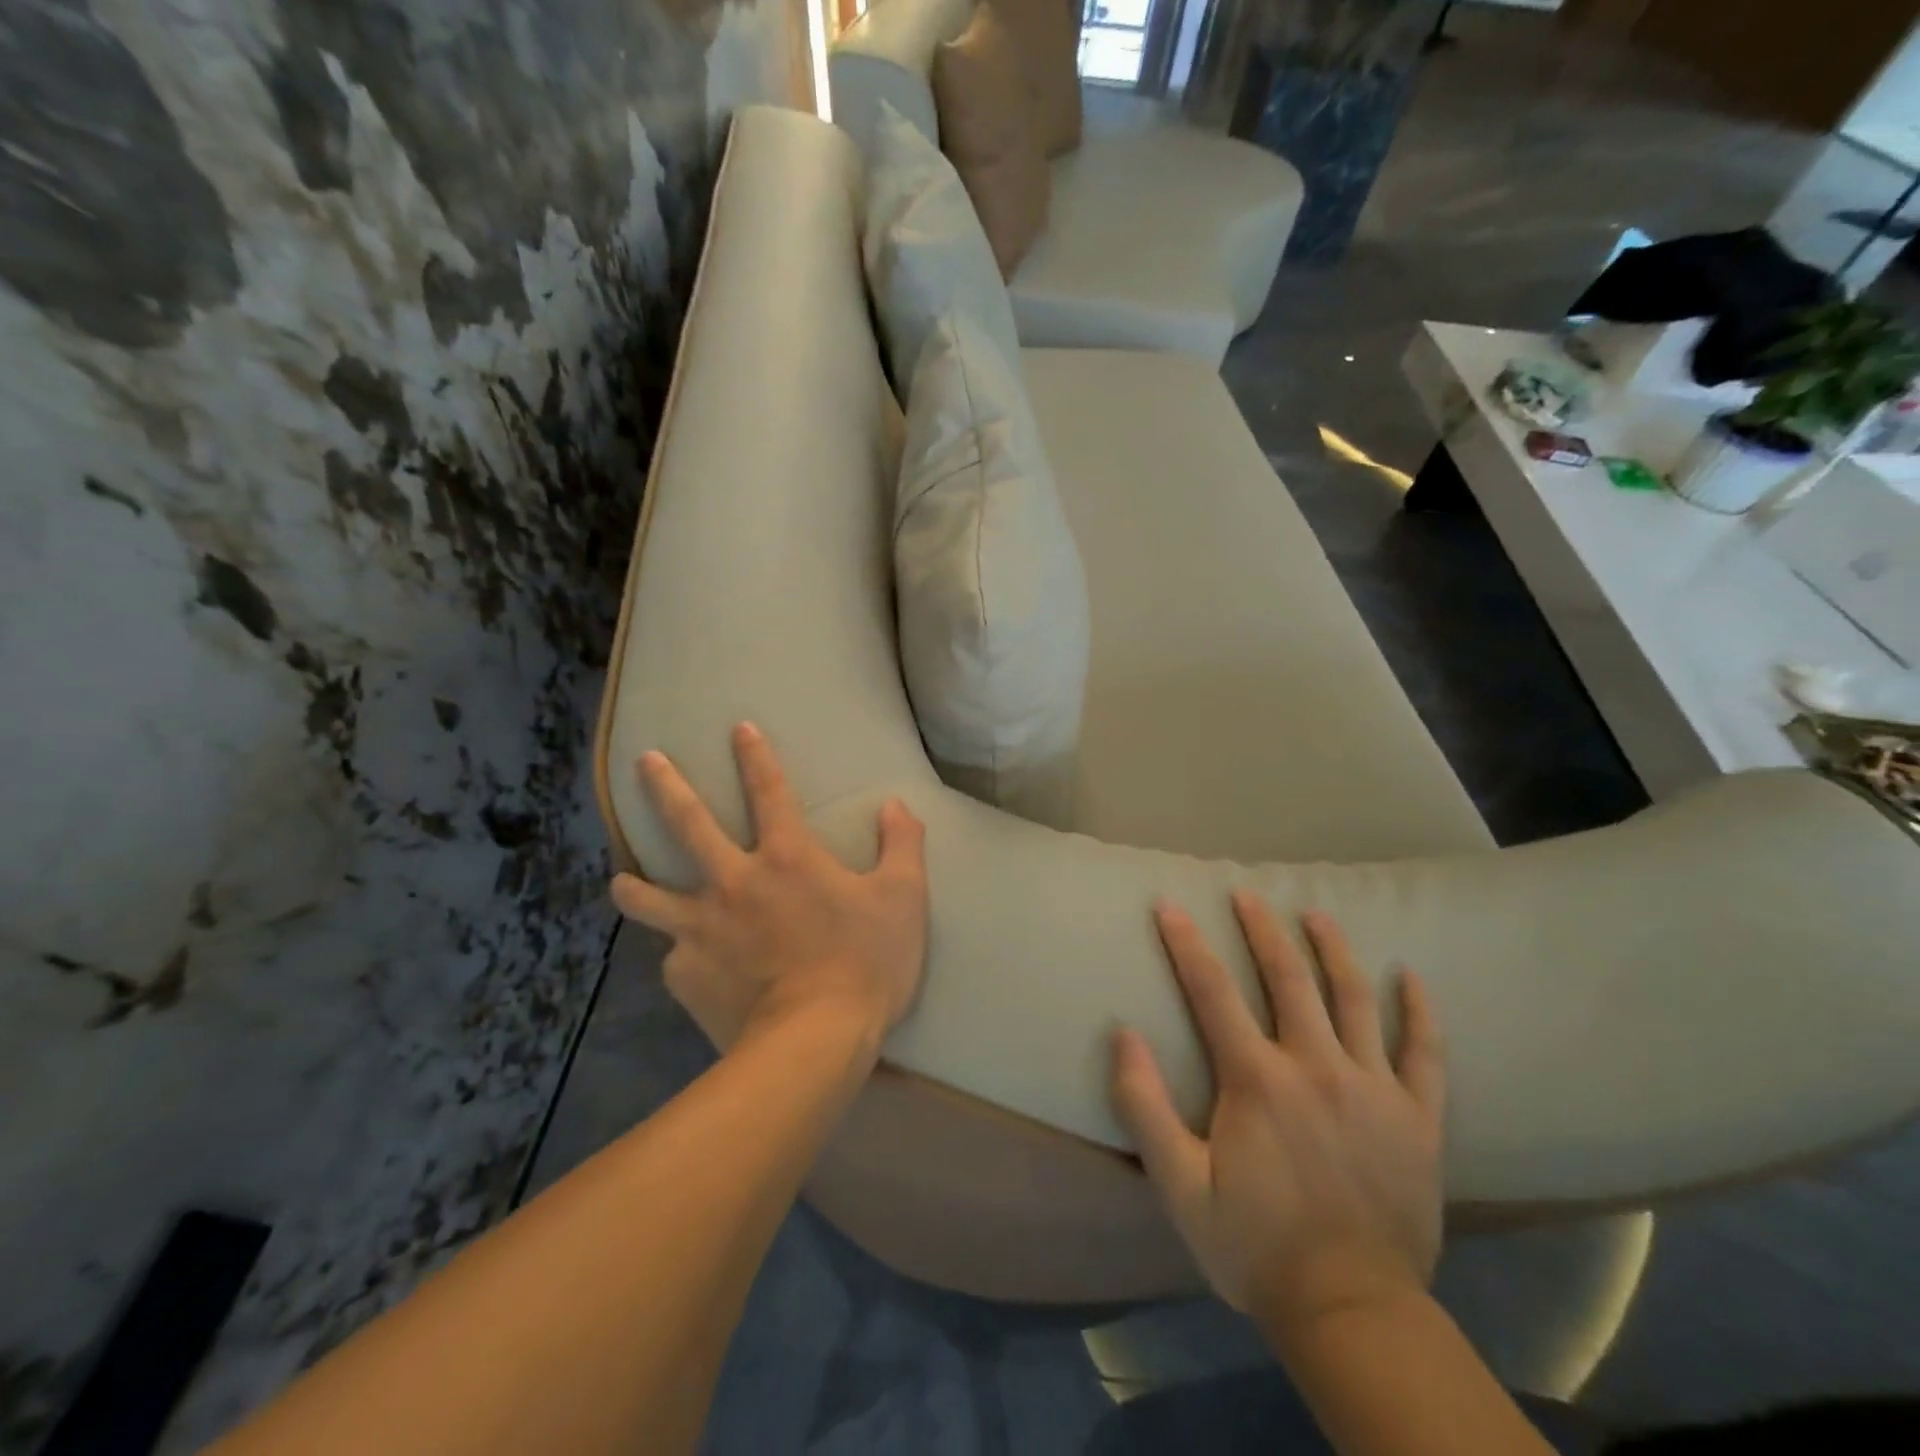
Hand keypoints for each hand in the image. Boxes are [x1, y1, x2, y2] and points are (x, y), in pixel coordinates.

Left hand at [610, 723, 928, 1052]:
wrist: (814, 1044)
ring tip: (621, 881)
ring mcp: (700, 929)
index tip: (738, 728)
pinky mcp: (686, 975)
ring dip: (633, 885)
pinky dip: (681, 958)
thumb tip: (894, 805)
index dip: (755, 756)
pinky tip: (688, 970)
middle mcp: (733, 882)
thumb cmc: (865, 963)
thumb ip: (902, 845)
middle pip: (688, 823)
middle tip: (645, 761)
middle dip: (666, 786)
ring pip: (649, 897)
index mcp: (786, 857)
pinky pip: (675, 959)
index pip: (769, 790)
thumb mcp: (904, 899)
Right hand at [1110, 894, 1444, 1342]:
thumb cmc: (1255, 1246)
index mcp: (1256, 1079)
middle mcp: (1316, 1066)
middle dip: (1261, 929)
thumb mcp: (1179, 1185)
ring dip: (1333, 950)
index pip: (1212, 991)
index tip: (1170, 904)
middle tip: (1247, 893)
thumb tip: (1123, 1033)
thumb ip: (1144, 1106)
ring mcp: (1373, 1088)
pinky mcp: (1418, 1117)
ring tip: (1317, 914)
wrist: (1351, 1312)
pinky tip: (1411, 977)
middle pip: (1287, 978)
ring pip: (1354, 999)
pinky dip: (1419, 1010)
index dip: (1187, 944)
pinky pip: (1425, 1052)